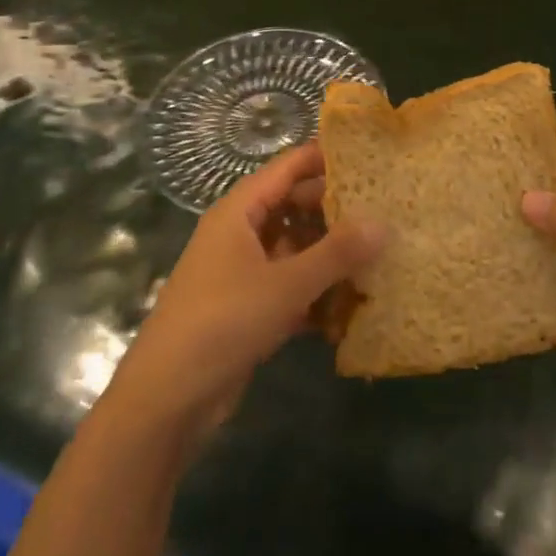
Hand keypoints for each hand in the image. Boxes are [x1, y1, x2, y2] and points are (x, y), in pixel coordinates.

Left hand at [98, 143, 383, 448]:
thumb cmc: (223, 322)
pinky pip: (291, 287)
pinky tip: (354, 308)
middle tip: (387, 211)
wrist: (168, 399)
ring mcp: (244, 272)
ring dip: (331, 257)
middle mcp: (241, 233)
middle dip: (337, 211)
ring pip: (296, 249)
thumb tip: (384, 222)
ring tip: (381, 257)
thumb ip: (336, 253)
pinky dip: (317, 294)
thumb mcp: (285, 284)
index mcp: (240, 211)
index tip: (372, 155)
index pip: (288, 167)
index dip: (326, 157)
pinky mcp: (249, 308)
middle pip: (295, 207)